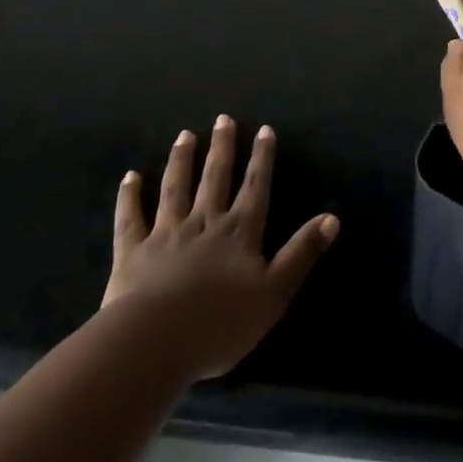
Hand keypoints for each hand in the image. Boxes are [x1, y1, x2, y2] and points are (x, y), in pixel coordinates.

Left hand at [102, 116, 338, 380]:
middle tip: (223, 119)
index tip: (264, 130)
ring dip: (182, 160)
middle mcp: (205, 222)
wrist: (155, 343)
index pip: (255, 186)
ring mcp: (166, 234)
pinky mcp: (132, 253)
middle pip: (215, 177)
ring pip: (176, 188)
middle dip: (222, 147)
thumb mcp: (274, 293)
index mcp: (239, 232)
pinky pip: (131, 218)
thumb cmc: (220, 323)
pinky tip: (130, 177)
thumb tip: (332, 218)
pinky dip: (130, 196)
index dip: (262, 158)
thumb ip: (302, 253)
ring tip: (185, 135)